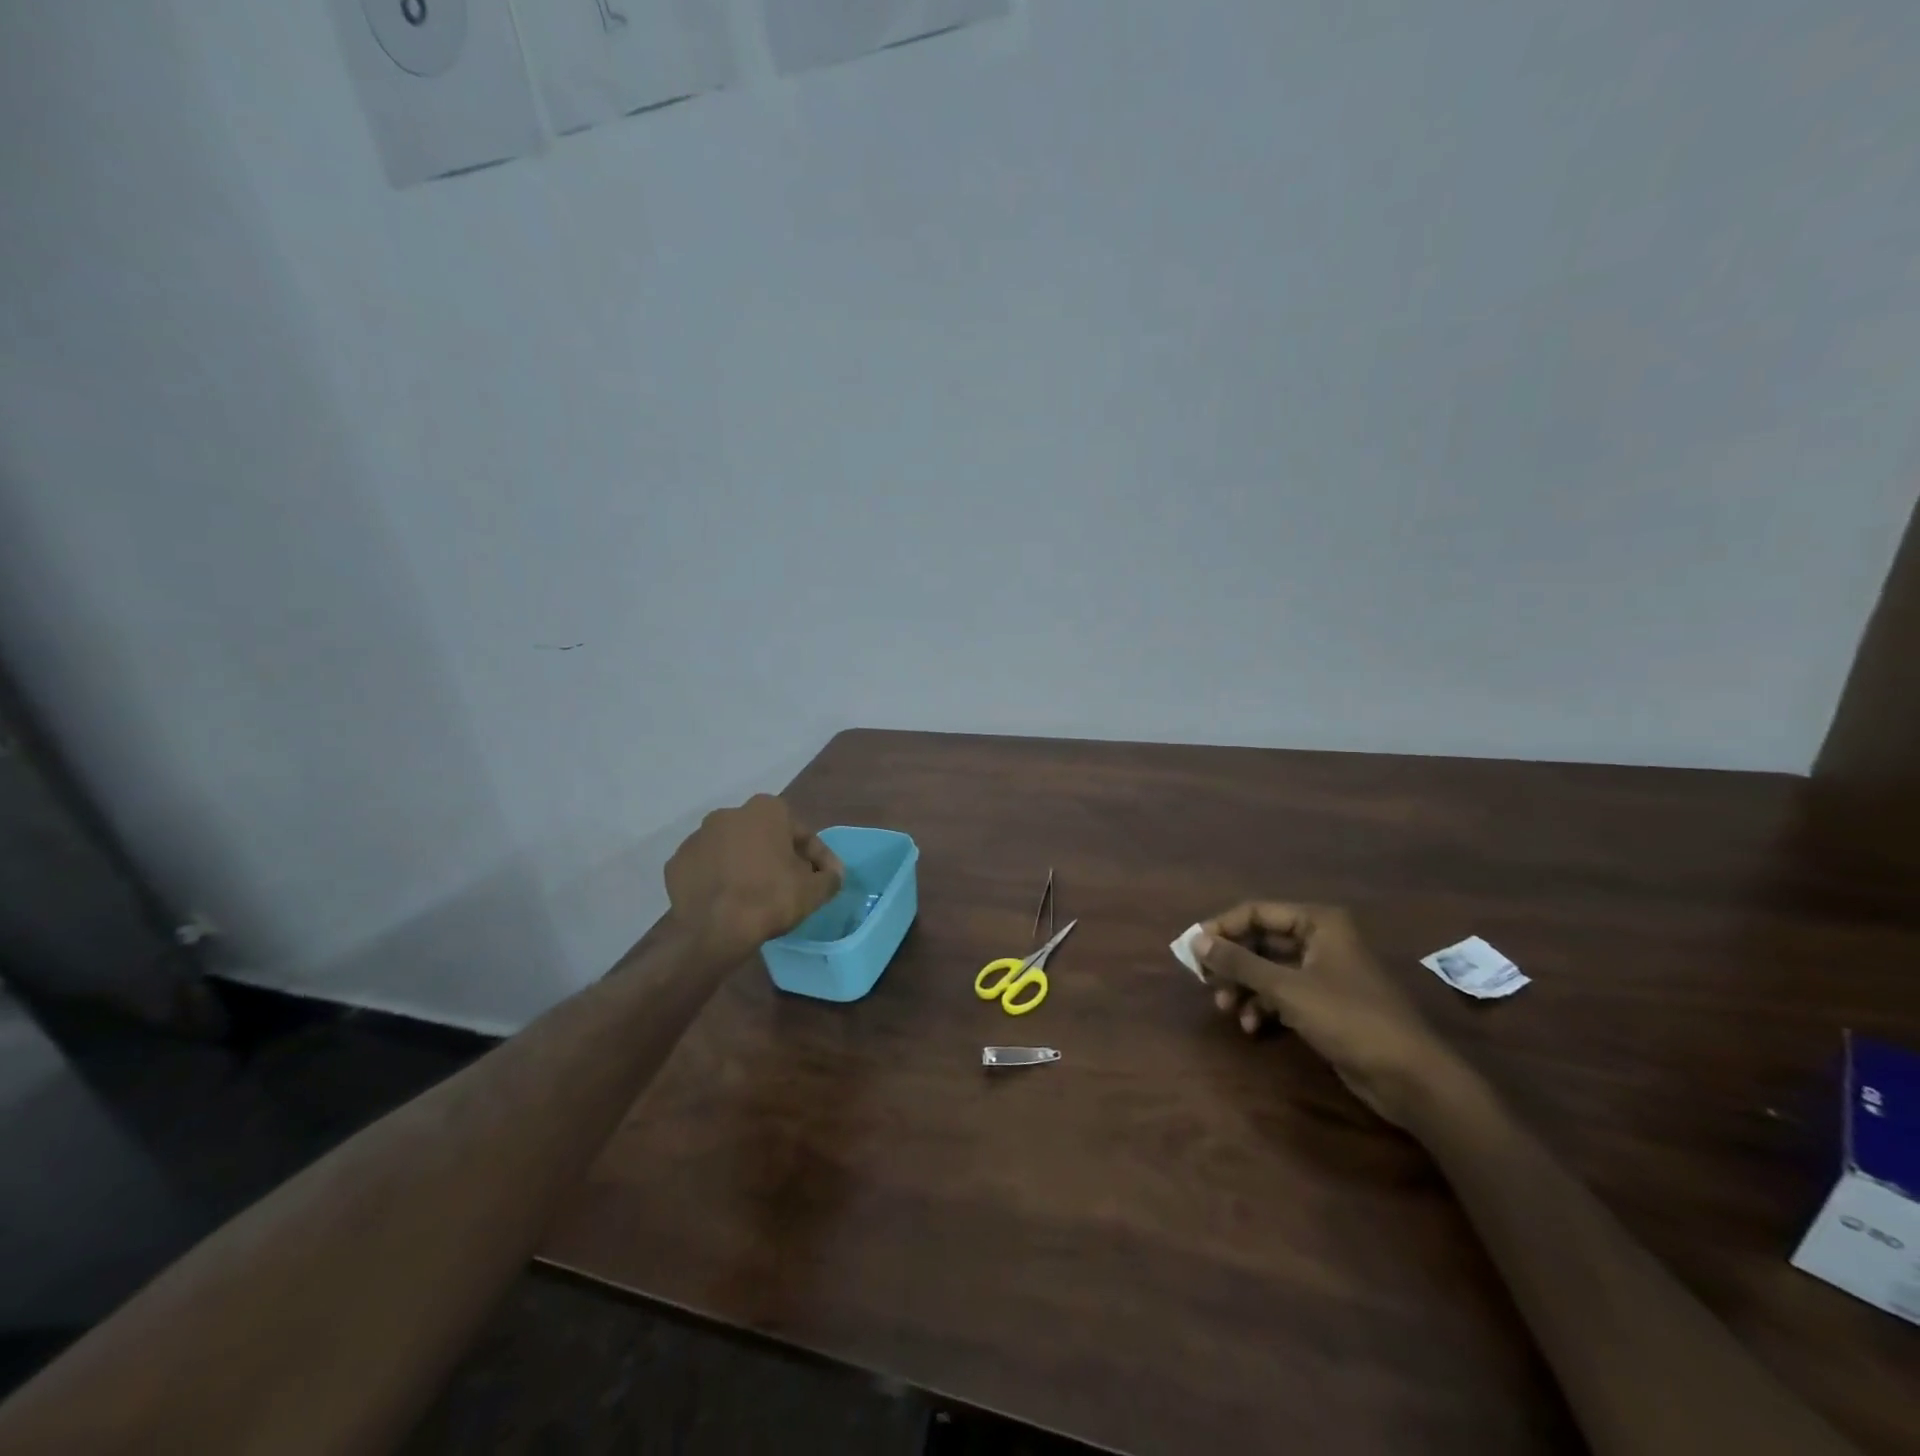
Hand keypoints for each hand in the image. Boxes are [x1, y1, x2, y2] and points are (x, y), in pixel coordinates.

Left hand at [665, 795, 843, 959]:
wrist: (715, 931)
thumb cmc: (770, 899)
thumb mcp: (814, 890)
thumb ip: (830, 877)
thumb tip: (833, 874)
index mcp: (766, 810)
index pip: (800, 834)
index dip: (816, 858)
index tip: (822, 879)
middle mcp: (729, 814)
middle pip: (764, 837)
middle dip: (777, 856)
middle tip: (789, 885)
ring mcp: (697, 837)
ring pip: (732, 850)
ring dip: (745, 865)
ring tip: (755, 895)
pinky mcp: (676, 863)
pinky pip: (706, 868)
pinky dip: (718, 879)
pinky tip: (728, 900)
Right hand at [1195, 903, 1460, 1125]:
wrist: (1410, 1077)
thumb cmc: (1349, 1019)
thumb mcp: (1287, 988)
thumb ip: (1238, 962)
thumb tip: (1195, 940)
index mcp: (1318, 922)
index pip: (1255, 912)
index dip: (1222, 928)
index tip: (1193, 951)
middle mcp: (1320, 940)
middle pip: (1260, 940)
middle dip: (1232, 963)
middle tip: (1207, 983)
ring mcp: (1323, 973)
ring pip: (1268, 969)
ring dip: (1244, 987)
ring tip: (1227, 1009)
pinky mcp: (1325, 1004)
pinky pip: (1282, 993)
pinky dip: (1263, 1006)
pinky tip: (1253, 1026)